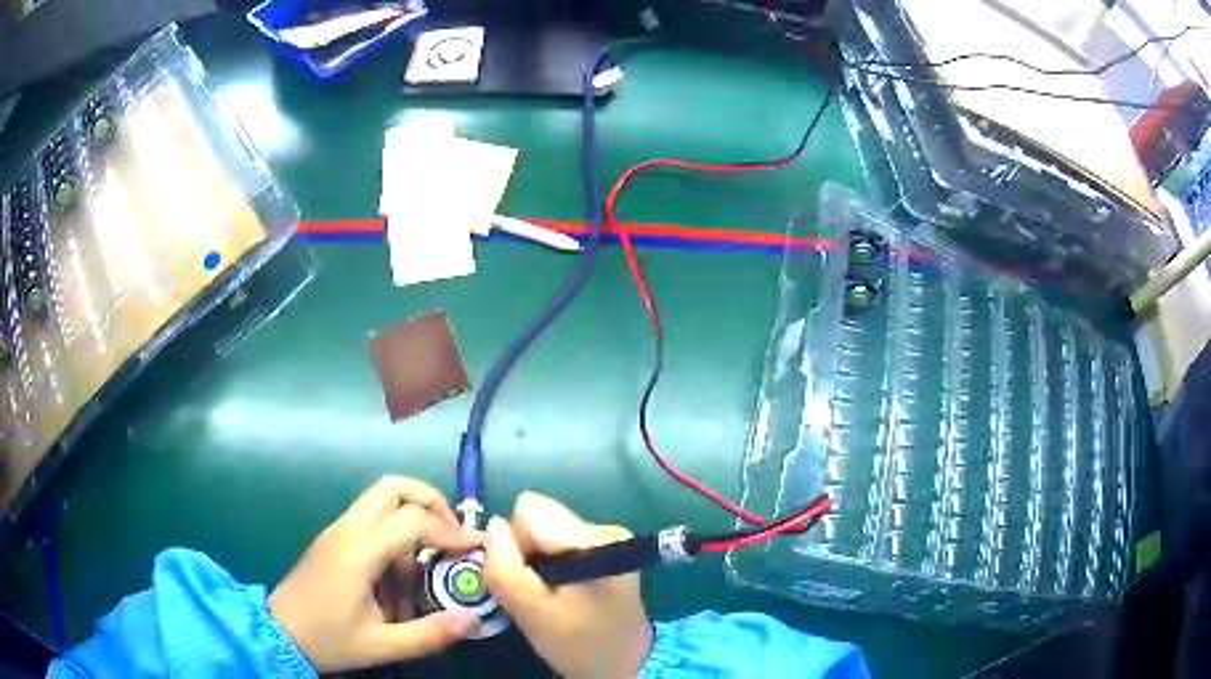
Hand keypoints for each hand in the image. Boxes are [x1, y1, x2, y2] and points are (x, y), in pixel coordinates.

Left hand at [269, 476, 482, 671]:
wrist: (278, 632)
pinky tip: (404, 568)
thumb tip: (473, 619)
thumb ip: (429, 634)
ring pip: (381, 496)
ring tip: (434, 551)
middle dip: (431, 501)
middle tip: (453, 534)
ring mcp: (337, 530)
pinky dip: (397, 528)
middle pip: (393, 487)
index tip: (476, 548)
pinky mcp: (334, 538)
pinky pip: (371, 517)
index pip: (411, 520)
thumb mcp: (382, 645)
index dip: (450, 530)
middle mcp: (347, 530)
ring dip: (414, 512)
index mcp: (357, 553)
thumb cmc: (328, 639)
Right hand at [483, 492, 652, 678]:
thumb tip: (493, 525)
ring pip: (546, 529)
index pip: (529, 510)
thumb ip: (505, 570)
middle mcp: (606, 527)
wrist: (626, 666)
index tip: (526, 580)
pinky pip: (560, 541)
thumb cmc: (579, 644)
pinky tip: (564, 592)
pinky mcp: (608, 549)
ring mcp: (610, 537)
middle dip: (526, 551)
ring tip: (552, 596)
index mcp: (594, 539)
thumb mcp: (532, 614)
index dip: (514, 543)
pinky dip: (552, 564)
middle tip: (537, 591)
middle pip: (538, 517)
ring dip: (538, 560)